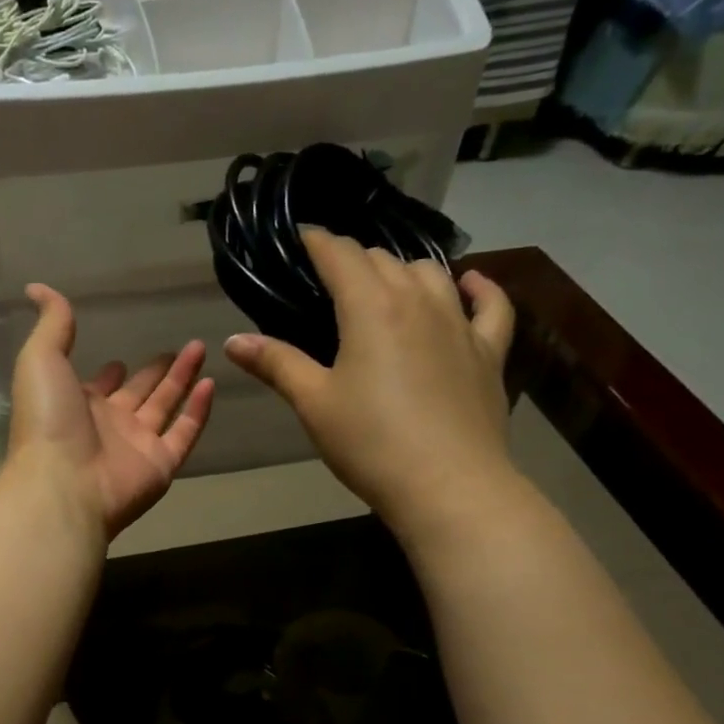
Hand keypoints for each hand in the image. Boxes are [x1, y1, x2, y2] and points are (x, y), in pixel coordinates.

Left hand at [6, 284, 214, 539]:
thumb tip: (37, 286)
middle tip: (175, 351)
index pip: (99, 386)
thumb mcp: (41, 359)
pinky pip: (184, 433)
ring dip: (181, 380)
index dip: (110, 373)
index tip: (121, 357)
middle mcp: (108, 425)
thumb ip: (52, 324)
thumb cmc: (49, 420)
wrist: (63, 483)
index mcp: (77, 404)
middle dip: (154, 373)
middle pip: (138, 394)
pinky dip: (198, 411)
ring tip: (199, 350)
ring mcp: (136, 446)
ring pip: (165, 408)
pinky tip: (210, 384)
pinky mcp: (161, 464)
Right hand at [224, 228, 519, 549]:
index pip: (340, 255)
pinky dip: (479, 288)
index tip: (301, 238)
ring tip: (384, 286)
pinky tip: (470, 284)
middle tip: (330, 281)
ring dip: (403, 271)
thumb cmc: (370, 443)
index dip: (318, 241)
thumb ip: (276, 364)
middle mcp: (419, 300)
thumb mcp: (314, 403)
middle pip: (384, 260)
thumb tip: (233, 341)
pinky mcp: (488, 351)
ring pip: (431, 274)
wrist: (448, 485)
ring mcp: (460, 323)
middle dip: (354, 260)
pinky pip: (490, 305)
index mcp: (371, 307)